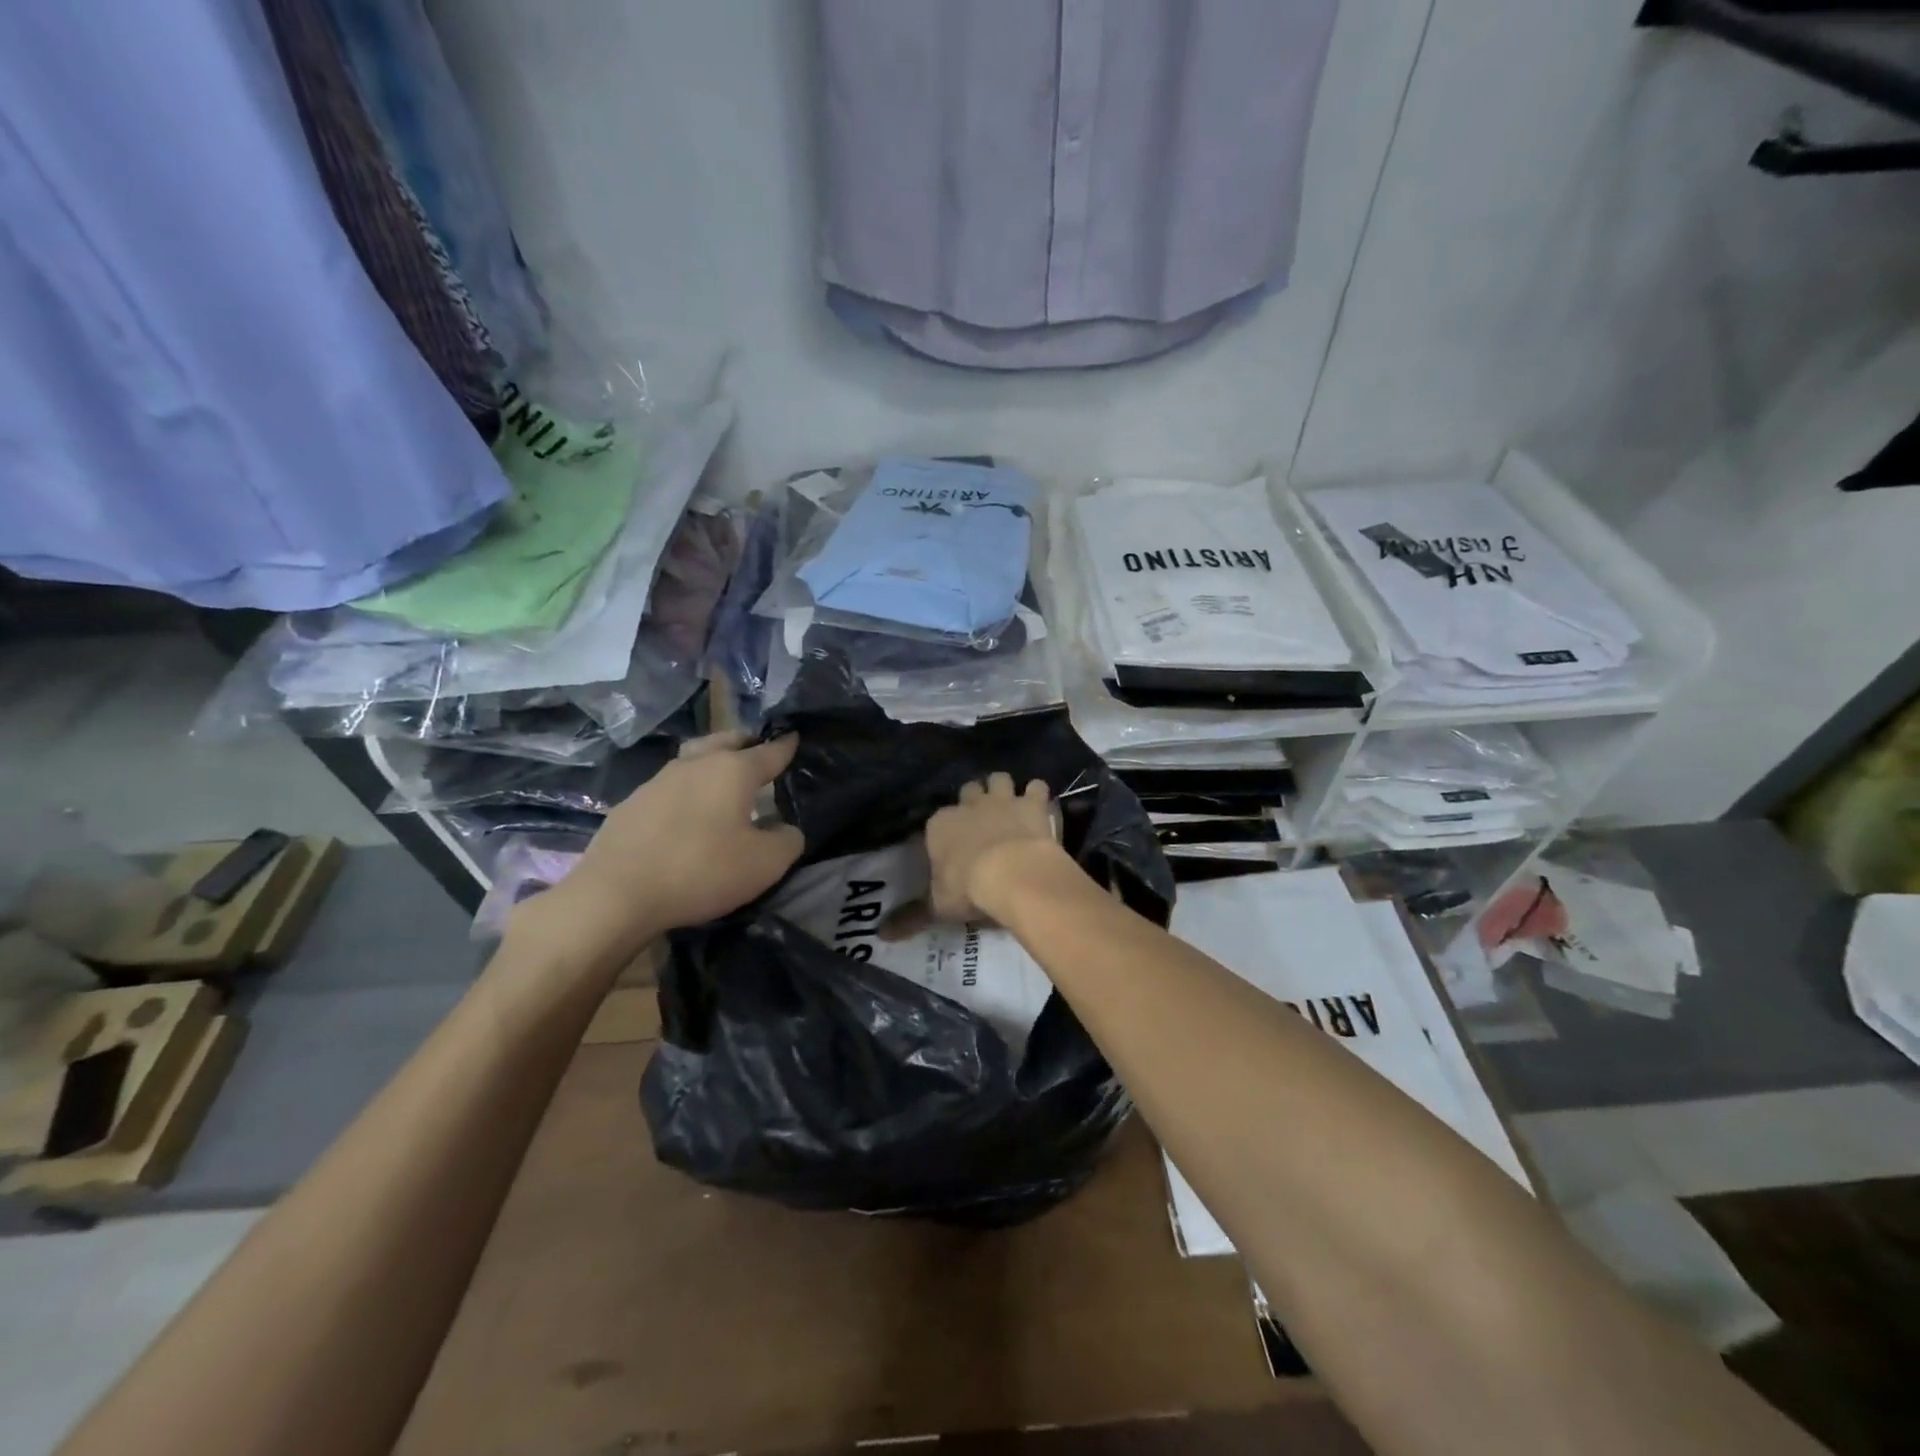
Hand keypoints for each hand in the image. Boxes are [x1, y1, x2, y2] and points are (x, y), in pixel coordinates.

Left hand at [523, 732, 804, 963]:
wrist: (615, 895)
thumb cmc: (701, 871)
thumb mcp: (764, 864)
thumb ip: (787, 841)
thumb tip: (785, 829)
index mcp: (733, 771)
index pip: (769, 751)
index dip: (786, 746)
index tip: (795, 737)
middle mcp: (695, 765)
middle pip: (725, 741)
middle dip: (745, 742)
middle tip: (758, 751)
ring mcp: (658, 782)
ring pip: (693, 759)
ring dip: (711, 763)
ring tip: (722, 780)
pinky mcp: (631, 805)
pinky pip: (669, 786)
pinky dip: (686, 790)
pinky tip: (686, 812)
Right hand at [925, 772, 1060, 921]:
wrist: (1012, 873)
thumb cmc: (969, 889)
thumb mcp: (937, 907)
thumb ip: (913, 915)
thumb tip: (882, 934)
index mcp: (940, 826)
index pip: (937, 821)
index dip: (946, 830)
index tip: (953, 845)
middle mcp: (969, 805)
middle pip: (969, 790)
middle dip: (975, 799)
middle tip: (983, 819)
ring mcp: (1002, 800)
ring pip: (999, 779)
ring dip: (1004, 789)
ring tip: (1011, 805)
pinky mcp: (1031, 803)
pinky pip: (1036, 787)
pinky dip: (1038, 795)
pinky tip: (1042, 807)